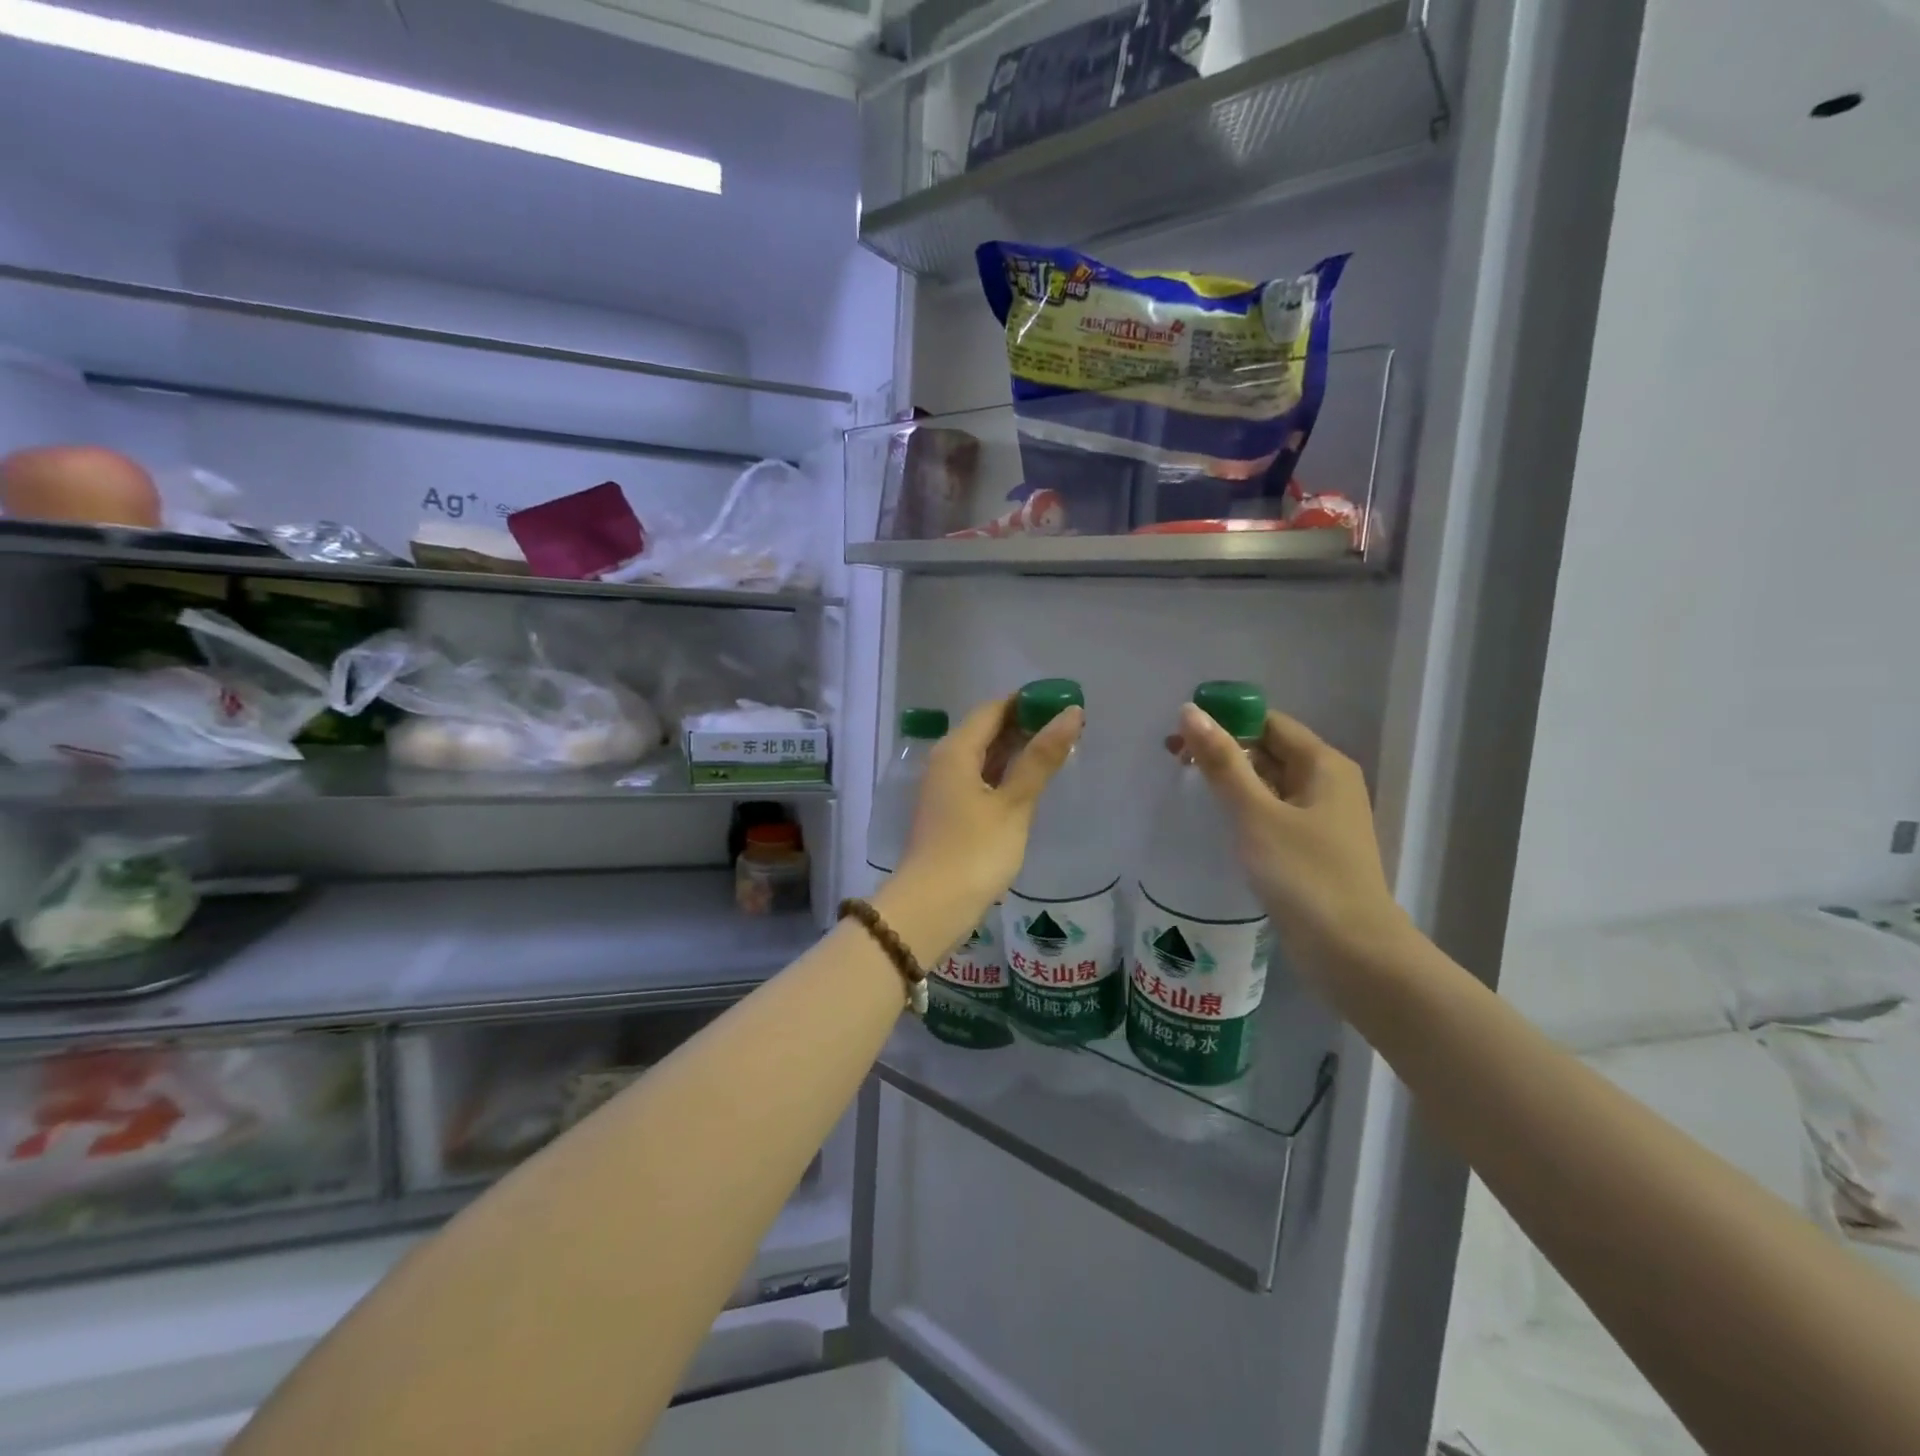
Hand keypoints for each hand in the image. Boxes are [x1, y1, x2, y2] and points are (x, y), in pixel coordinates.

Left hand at [893, 695, 1082, 922]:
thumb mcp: (1014, 803)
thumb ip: (1041, 758)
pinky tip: (1029, 783)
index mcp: (956, 751)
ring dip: (1016, 751)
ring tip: (1057, 750)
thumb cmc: (974, 851)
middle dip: (1025, 725)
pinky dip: (1004, 775)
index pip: (993, 709)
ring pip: (983, 756)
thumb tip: (1070, 713)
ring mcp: (945, 788)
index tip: (1063, 702)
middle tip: (1068, 727)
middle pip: (986, 730)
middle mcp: (945, 762)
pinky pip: (980, 779)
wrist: (931, 907)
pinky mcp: (949, 812)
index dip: (1028, 702)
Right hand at [1170, 704, 1411, 993]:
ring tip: (1188, 787)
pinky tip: (1219, 821)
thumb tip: (1190, 712)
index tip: (1179, 734)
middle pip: (1269, 750)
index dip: (1224, 721)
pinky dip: (1245, 808)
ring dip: (1232, 779)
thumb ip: (1222, 762)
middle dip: (1223, 749)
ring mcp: (1322, 818)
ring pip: (1270, 783)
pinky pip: (1274, 812)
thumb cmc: (1304, 875)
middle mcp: (1327, 783)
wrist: (1352, 952)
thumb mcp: (1255, 813)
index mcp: (1323, 765)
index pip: (1268, 723)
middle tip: (1173, 760)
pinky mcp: (1313, 848)